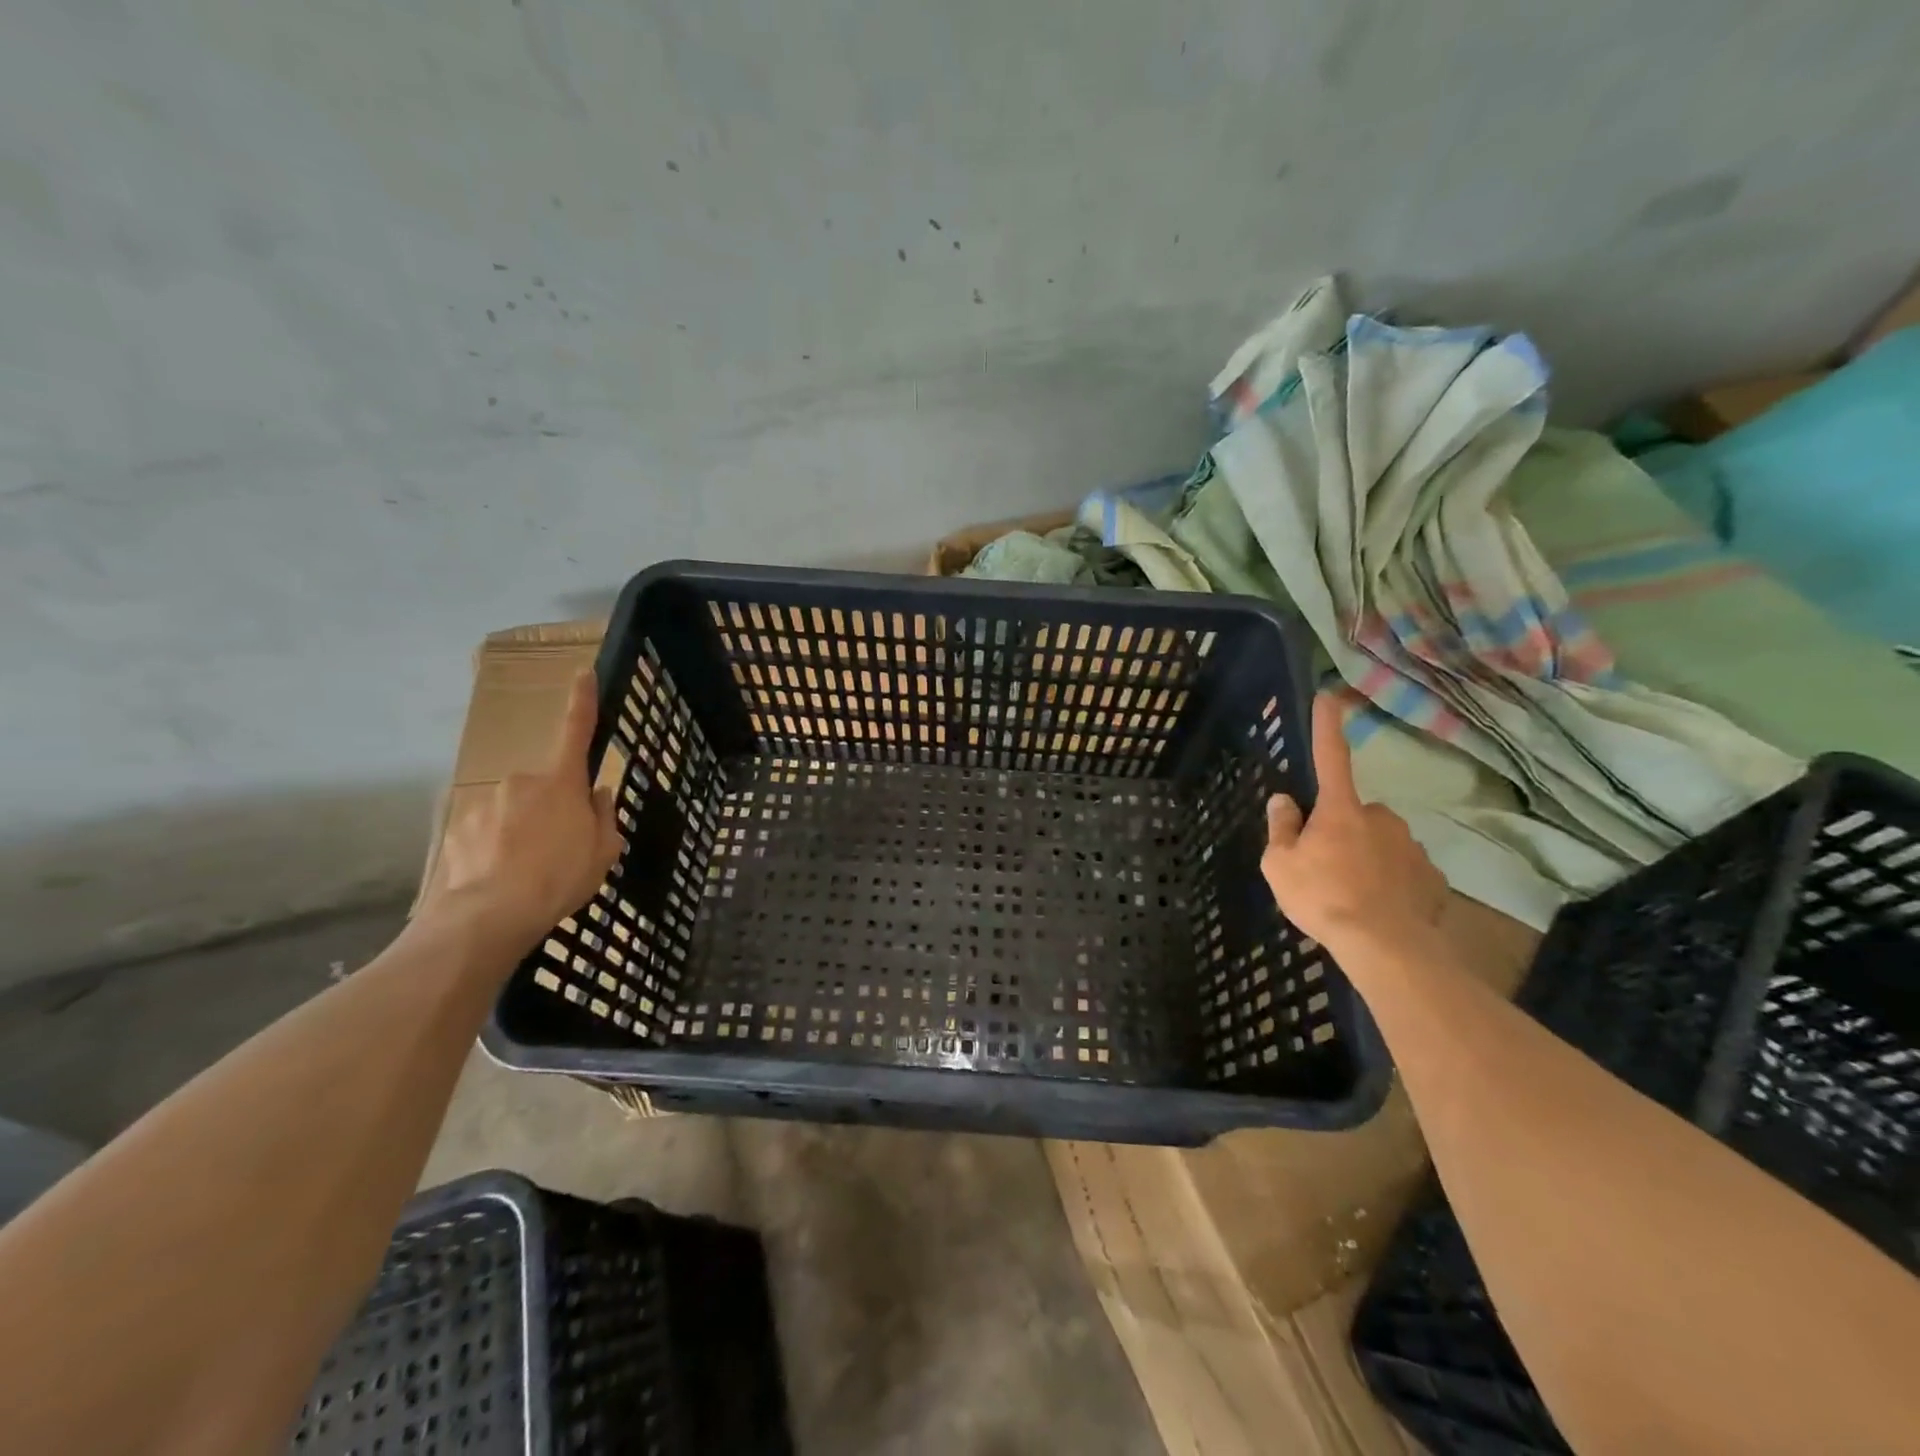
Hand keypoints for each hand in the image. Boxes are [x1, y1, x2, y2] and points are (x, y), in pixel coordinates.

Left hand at [428, 670, 623, 948]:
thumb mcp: (603, 850)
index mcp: (562, 781)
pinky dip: (496, 848)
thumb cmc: (560, 877)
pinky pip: (487, 832)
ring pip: (514, 810)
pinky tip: (501, 877)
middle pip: (545, 786)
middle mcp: (521, 781)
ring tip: (530, 871)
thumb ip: (602, 815)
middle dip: (553, 807)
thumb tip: (595, 794)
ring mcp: (484, 804)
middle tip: (563, 847)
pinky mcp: (457, 829)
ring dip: (523, 830)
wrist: (489, 916)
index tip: (583, 672)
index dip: (582, 700)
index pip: (575, 730)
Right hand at [1262, 694, 1446, 956]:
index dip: (1327, 727)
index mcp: (1340, 810)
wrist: (1385, 946)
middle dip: (1342, 830)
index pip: (1330, 757)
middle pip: (1354, 813)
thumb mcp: (1279, 865)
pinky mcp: (1433, 878)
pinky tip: (1379, 908)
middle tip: (1325, 866)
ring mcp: (1411, 847)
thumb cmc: (1322, 897)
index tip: (1331, 696)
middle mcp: (1380, 818)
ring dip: (1367, 858)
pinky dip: (1391, 883)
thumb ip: (1281, 828)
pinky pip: (1403, 871)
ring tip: (1351, 894)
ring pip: (1381, 843)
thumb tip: (1284, 800)